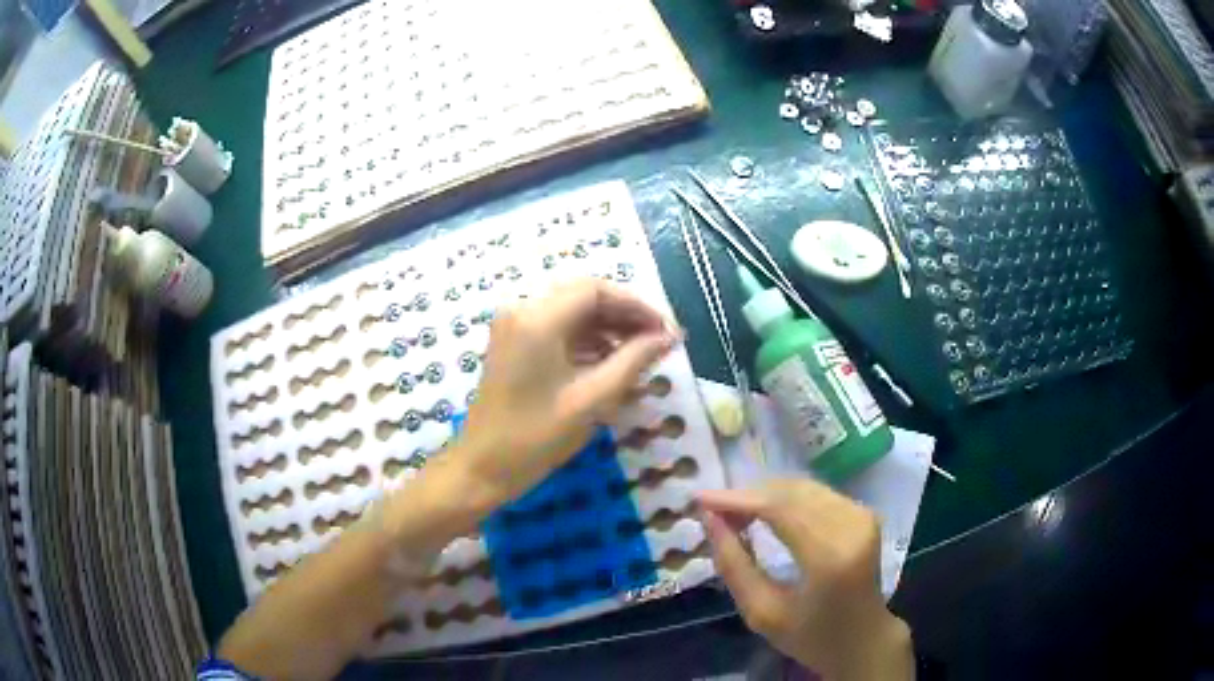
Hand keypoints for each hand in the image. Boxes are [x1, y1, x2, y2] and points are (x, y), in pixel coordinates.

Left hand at [458, 278, 677, 505]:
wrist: (481, 468)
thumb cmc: (535, 438)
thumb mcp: (592, 400)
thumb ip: (634, 361)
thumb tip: (667, 337)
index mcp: (537, 319)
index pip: (596, 290)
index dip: (636, 306)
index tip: (666, 330)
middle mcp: (521, 310)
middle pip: (583, 296)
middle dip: (624, 315)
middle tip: (658, 341)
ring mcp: (513, 326)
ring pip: (571, 311)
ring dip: (607, 327)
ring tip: (640, 354)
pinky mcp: (512, 344)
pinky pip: (556, 328)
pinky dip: (586, 339)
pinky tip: (610, 361)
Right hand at [697, 480, 912, 680]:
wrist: (864, 639)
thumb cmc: (810, 636)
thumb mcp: (762, 612)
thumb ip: (734, 566)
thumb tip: (710, 520)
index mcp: (830, 556)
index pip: (779, 509)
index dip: (737, 499)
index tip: (700, 499)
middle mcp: (852, 526)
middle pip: (791, 491)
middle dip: (748, 495)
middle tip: (714, 510)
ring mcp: (862, 515)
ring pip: (803, 488)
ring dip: (765, 495)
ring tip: (734, 513)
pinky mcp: (864, 513)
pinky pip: (816, 494)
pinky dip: (785, 498)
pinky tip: (765, 512)